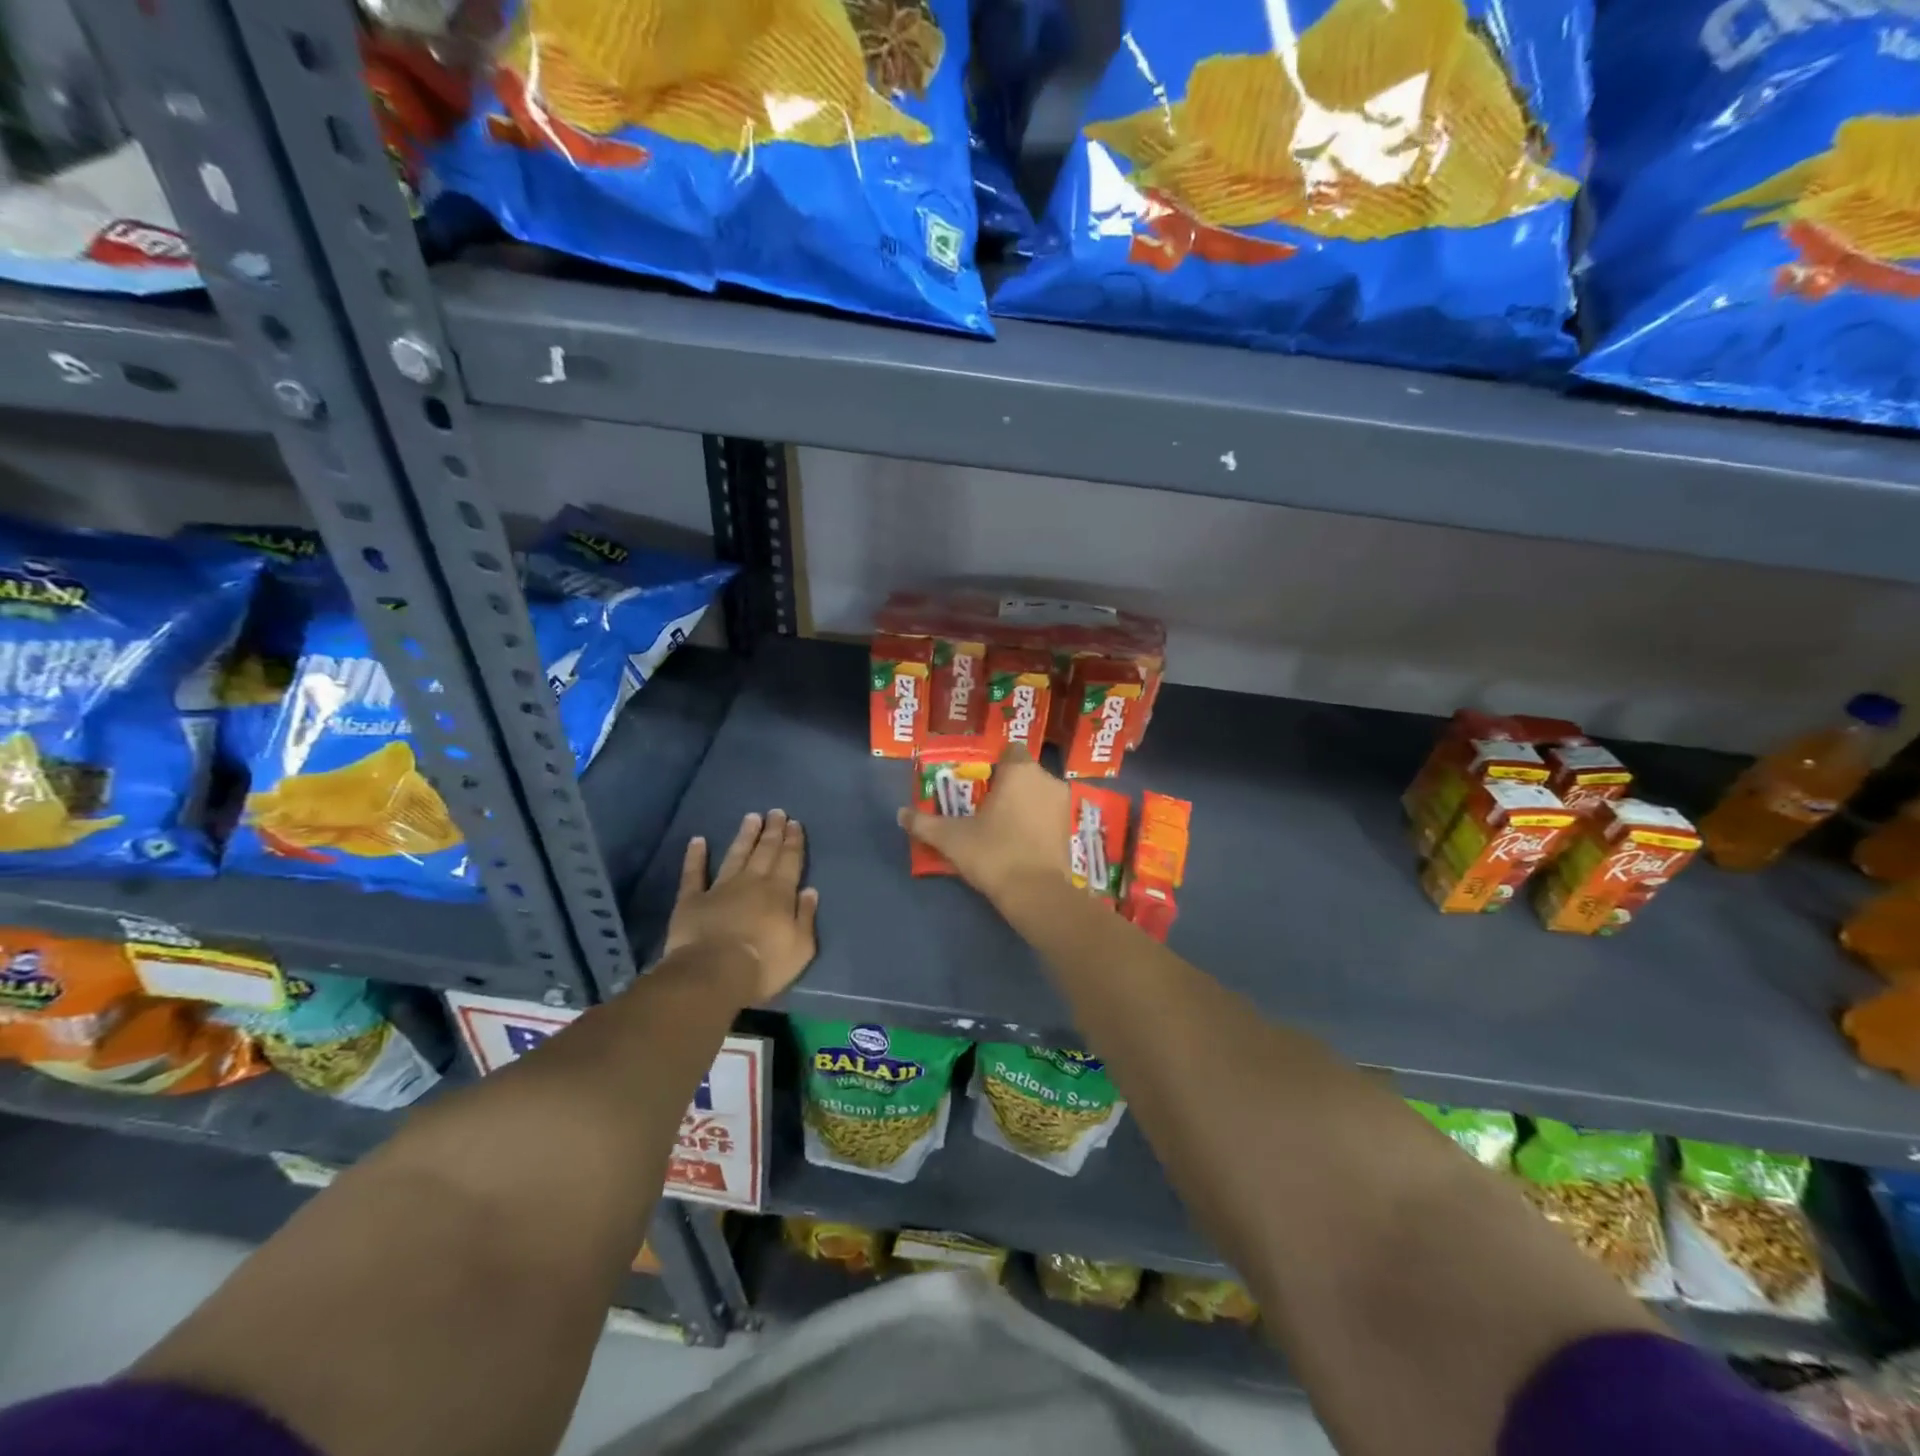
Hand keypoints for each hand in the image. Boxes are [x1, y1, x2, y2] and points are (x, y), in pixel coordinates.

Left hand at [663, 810, 818, 1003]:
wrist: (714, 974)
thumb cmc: (764, 964)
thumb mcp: (801, 947)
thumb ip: (806, 917)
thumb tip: (810, 891)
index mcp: (780, 893)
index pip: (790, 860)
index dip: (793, 841)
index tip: (795, 823)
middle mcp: (752, 882)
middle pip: (765, 851)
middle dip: (773, 831)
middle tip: (776, 812)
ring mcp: (720, 888)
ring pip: (735, 855)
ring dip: (744, 836)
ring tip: (751, 817)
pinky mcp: (692, 900)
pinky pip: (693, 873)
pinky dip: (695, 856)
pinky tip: (697, 840)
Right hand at [898, 745, 1071, 909]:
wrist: (1037, 894)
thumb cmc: (994, 853)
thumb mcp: (951, 838)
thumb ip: (924, 823)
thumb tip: (900, 814)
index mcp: (1020, 771)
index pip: (1010, 750)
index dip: (994, 763)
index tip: (977, 781)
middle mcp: (1046, 780)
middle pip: (1023, 773)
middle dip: (1006, 785)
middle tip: (982, 805)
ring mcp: (1062, 805)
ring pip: (1037, 794)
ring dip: (1022, 803)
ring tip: (998, 824)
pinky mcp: (1069, 829)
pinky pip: (1047, 815)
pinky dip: (1034, 821)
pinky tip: (1017, 840)